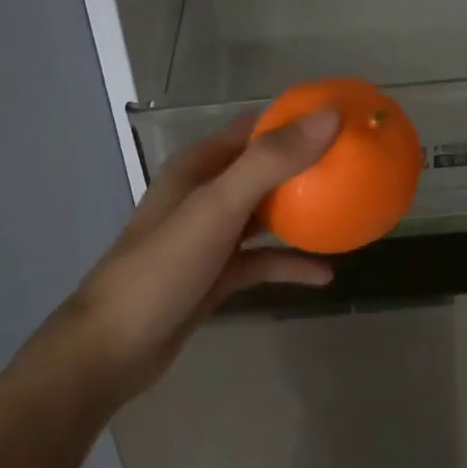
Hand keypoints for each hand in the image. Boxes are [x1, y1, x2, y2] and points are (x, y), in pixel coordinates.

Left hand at [49, 109, 340, 401]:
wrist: (111, 350)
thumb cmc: (162, 267)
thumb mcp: (218, 207)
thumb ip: (270, 162)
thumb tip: (328, 117)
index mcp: (200, 165)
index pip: (254, 127)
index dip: (296, 119)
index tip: (343, 119)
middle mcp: (206, 193)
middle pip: (264, 169)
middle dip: (306, 166)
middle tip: (355, 165)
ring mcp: (211, 236)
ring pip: (265, 215)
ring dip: (301, 213)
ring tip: (347, 211)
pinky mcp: (216, 275)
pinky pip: (261, 260)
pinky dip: (290, 263)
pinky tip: (325, 274)